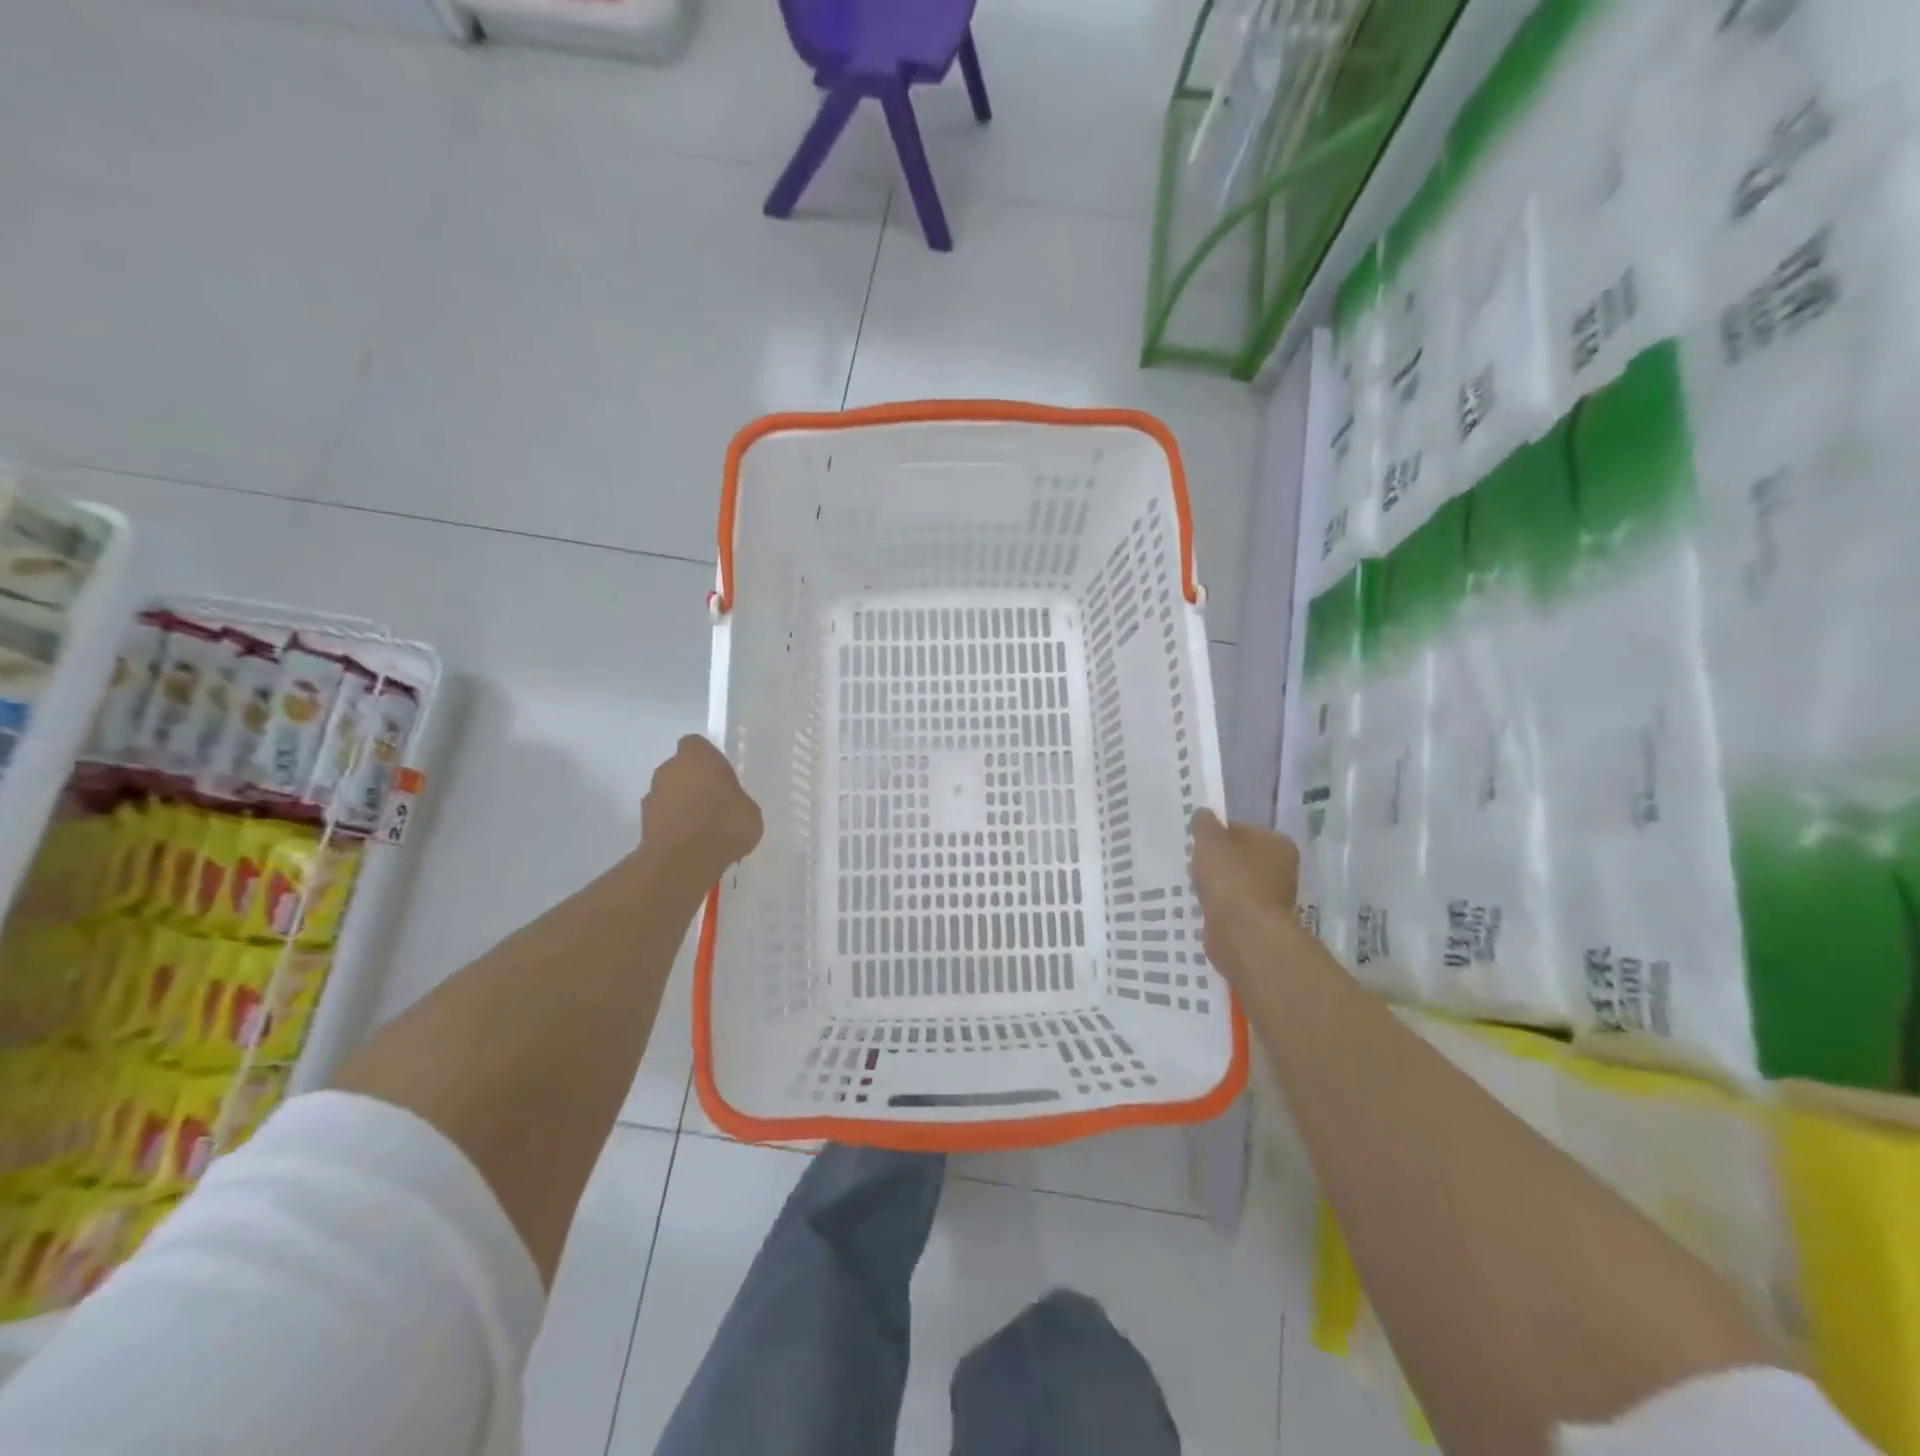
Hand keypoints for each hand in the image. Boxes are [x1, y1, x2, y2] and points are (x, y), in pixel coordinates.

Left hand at [640, 736, 764, 882]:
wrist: (684, 861)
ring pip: (669, 793)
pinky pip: (663, 818)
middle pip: (681, 769)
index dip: (708, 758)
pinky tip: (691, 844)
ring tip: (703, 829)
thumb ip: (736, 800)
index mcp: (697, 756)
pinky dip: (674, 826)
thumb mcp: (749, 810)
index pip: (697, 745)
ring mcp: (652, 796)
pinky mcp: (643, 823)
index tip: (721, 776)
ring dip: (682, 804)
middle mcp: (669, 769)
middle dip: (694, 782)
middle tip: (715, 803)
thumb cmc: (724, 824)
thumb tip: (730, 805)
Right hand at [1190, 810, 1300, 984]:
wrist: (1243, 933)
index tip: (1196, 842)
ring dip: (1215, 884)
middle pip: (1239, 856)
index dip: (1216, 832)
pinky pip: (1230, 905)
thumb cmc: (1230, 878)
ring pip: (1234, 882)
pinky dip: (1217, 905)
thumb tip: (1203, 815)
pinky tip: (1202, 906)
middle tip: (1192, 863)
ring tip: (1194, 885)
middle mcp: (1281, 869)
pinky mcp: (1256, 921)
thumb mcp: (1210, 839)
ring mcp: (1270, 897)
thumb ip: (1204, 823)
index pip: (1242, 828)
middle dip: (1215, 860)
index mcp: (1277, 843)